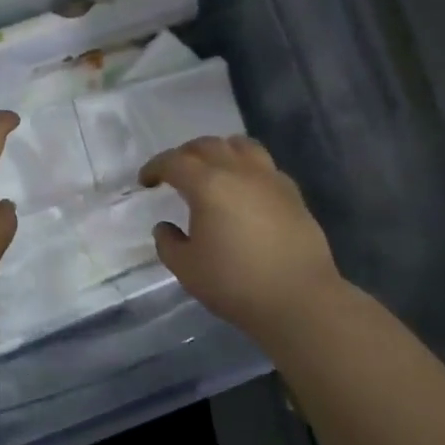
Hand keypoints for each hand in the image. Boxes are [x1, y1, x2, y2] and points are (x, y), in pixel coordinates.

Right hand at [141, 135, 347, 338]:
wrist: (299, 299)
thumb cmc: (235, 283)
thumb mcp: (186, 269)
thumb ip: (168, 243)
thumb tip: (165, 227)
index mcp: (208, 185)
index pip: (174, 162)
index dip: (155, 167)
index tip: (145, 181)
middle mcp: (239, 172)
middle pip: (207, 145)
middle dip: (185, 154)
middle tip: (174, 173)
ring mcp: (270, 179)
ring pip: (241, 146)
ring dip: (220, 151)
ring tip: (212, 170)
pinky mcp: (292, 194)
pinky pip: (264, 165)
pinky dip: (247, 167)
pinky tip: (244, 190)